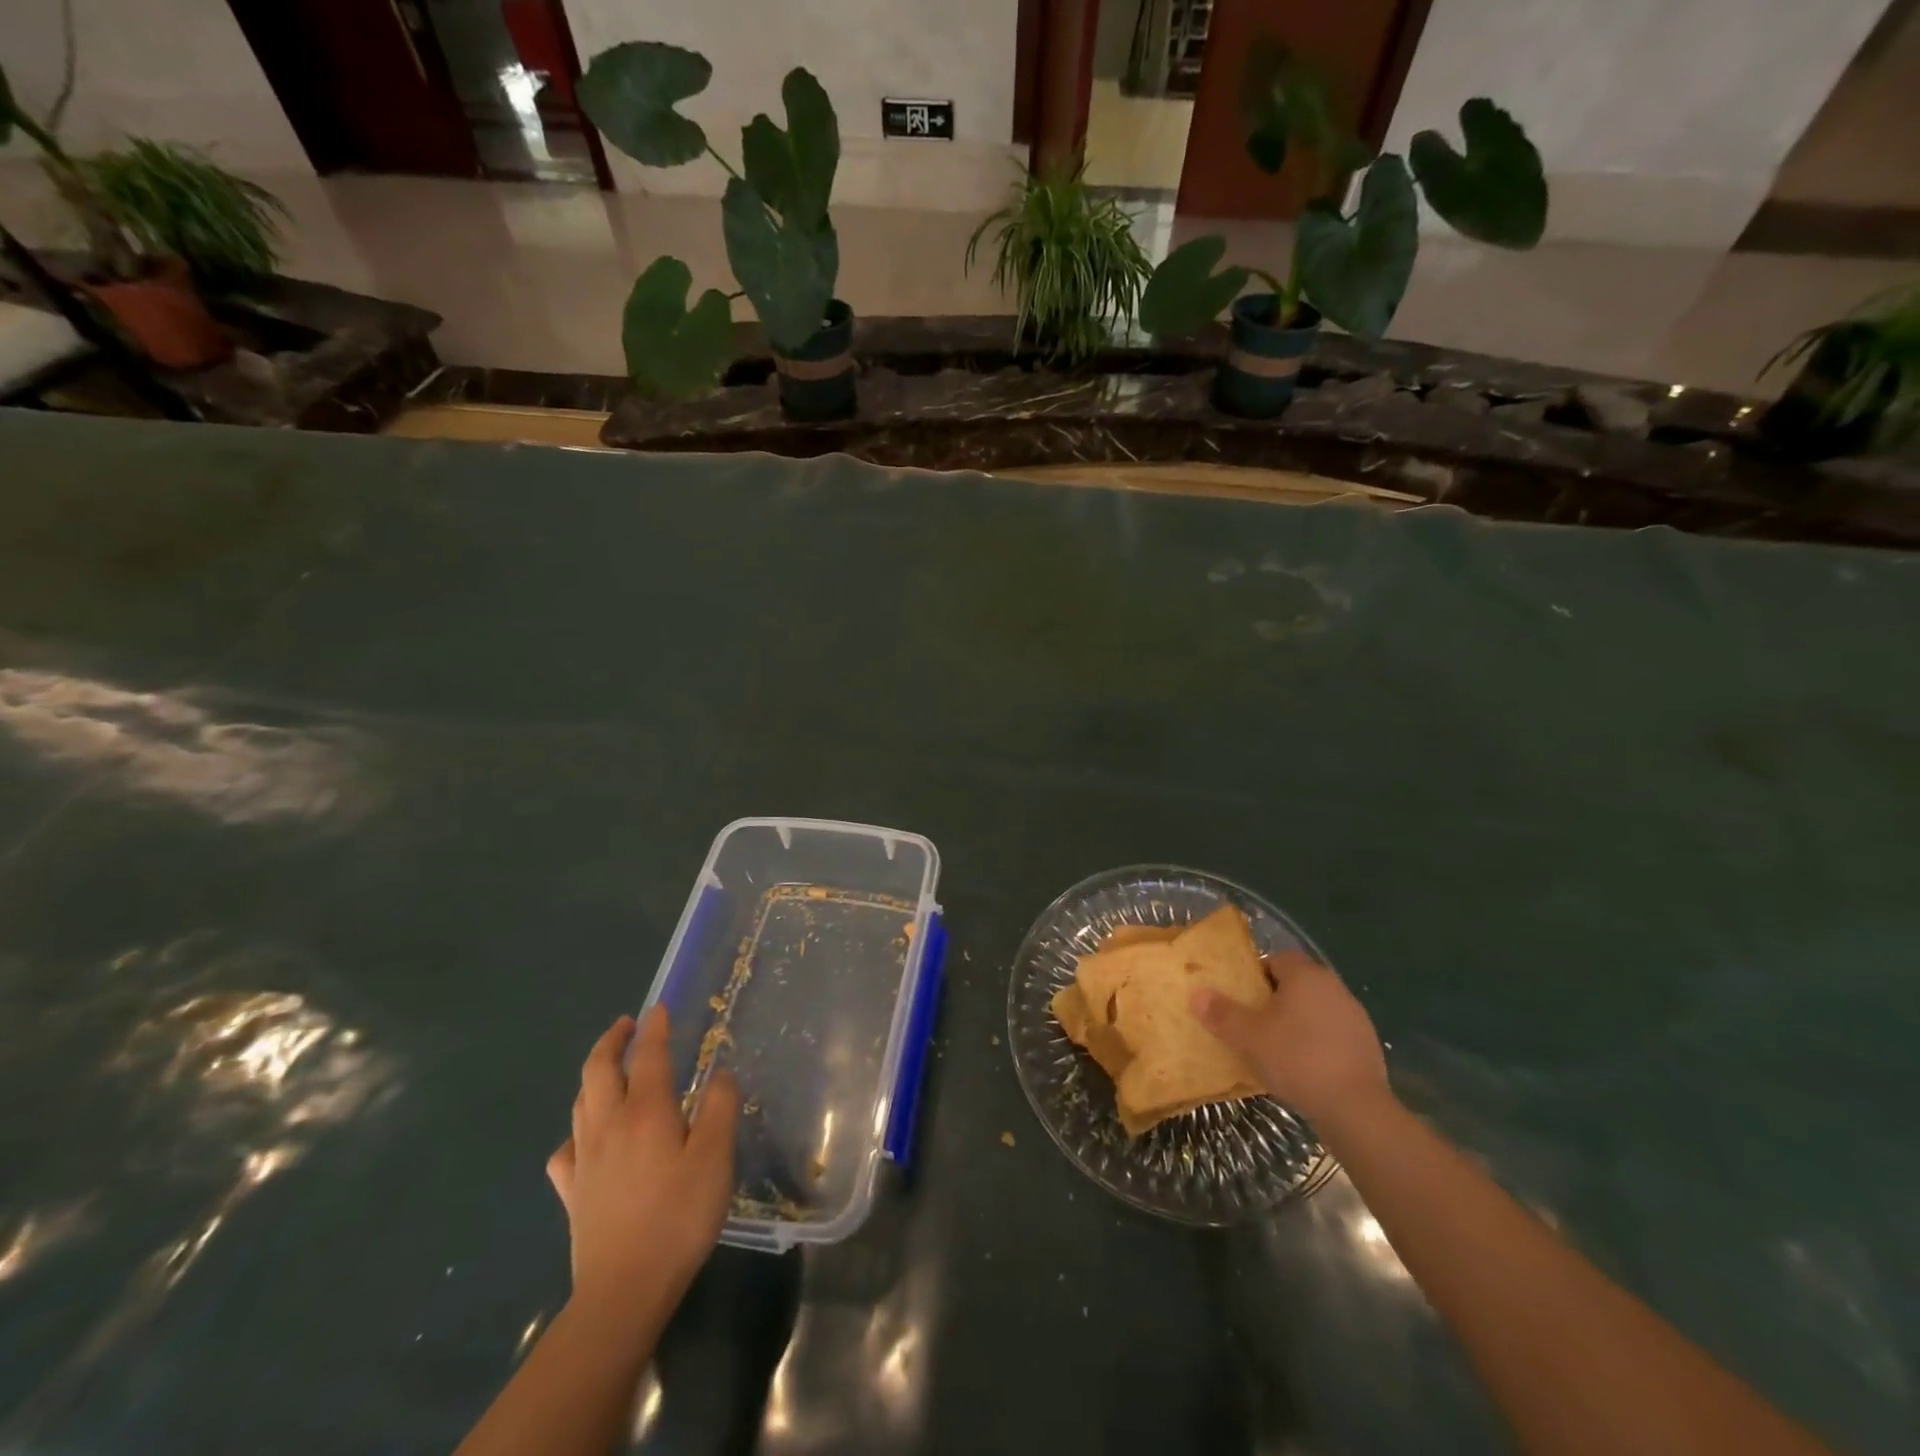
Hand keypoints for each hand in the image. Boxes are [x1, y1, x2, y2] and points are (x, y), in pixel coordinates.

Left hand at [546, 1008, 738, 1322]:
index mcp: (646, 1111)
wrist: (623, 1290)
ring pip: (580, 1101)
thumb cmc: (678, 1217)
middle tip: (626, 1025)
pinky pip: (567, 1147)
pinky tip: (586, 1138)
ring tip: (609, 1067)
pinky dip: (577, 1129)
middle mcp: (608, 1124)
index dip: (654, 1028)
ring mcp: (583, 1159)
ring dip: (593, 1074)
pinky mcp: (571, 1192)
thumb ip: (719, 1108)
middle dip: (611, 1041)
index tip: (658, 1008)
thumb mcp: (715, 1158)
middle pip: (599, 1069)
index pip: (648, 1055)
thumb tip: (720, 1071)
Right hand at [1191, 952, 1387, 1125]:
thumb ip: (1222, 1014)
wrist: (1356, 1108)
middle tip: (1254, 1021)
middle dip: (1275, 998)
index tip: (1243, 996)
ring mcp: (1355, 1016)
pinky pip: (1332, 1033)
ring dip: (1298, 1021)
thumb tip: (1197, 994)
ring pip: (1316, 1008)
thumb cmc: (1297, 1059)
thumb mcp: (1248, 1037)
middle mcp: (1334, 987)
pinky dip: (1317, 1042)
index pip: (1278, 958)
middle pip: (1298, 983)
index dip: (1257, 974)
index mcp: (1306, 975)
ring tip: (1276, 1047)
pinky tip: (1304, 1067)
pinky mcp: (1367, 1045)